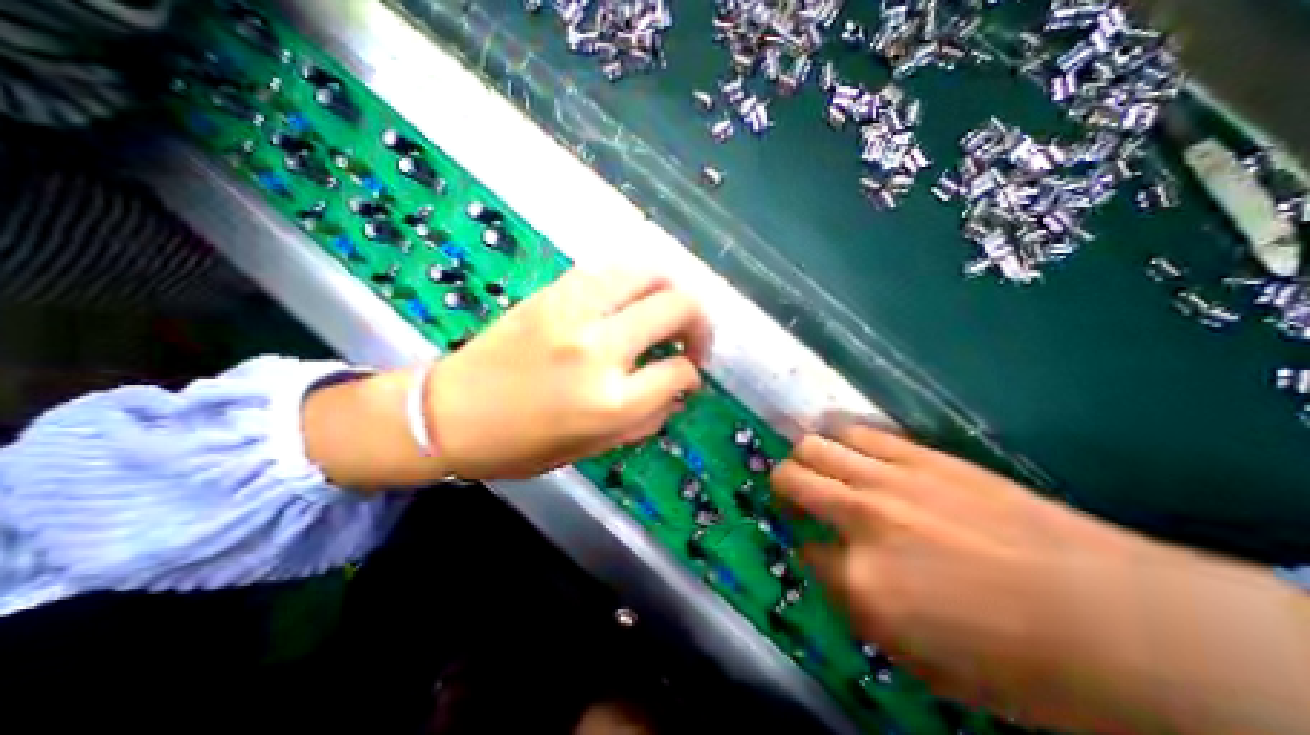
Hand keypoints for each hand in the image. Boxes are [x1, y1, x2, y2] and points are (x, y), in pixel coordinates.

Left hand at [427, 268, 713, 480]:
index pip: (678, 372)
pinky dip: (635, 279)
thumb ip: (648, 418)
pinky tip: (634, 297)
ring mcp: (574, 312)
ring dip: (671, 289)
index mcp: (610, 401)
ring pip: (648, 273)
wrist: (450, 414)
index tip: (687, 374)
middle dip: (699, 322)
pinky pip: (610, 269)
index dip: (691, 374)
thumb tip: (679, 389)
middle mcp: (599, 348)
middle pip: (676, 307)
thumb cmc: (524, 445)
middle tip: (692, 338)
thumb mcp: (596, 448)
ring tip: (670, 309)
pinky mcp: (554, 292)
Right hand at [771, 428, 1212, 731]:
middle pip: (791, 479)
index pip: (804, 550)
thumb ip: (857, 608)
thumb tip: (830, 566)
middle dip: (783, 486)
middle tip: (794, 496)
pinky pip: (859, 432)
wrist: (1114, 619)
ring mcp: (889, 479)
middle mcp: (861, 517)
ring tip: (816, 467)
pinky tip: (849, 449)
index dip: (807, 550)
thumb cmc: (1016, 662)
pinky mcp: (920, 455)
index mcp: (860, 579)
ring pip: (815, 445)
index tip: (817, 550)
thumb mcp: (920, 662)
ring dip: (806, 457)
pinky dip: (841, 437)